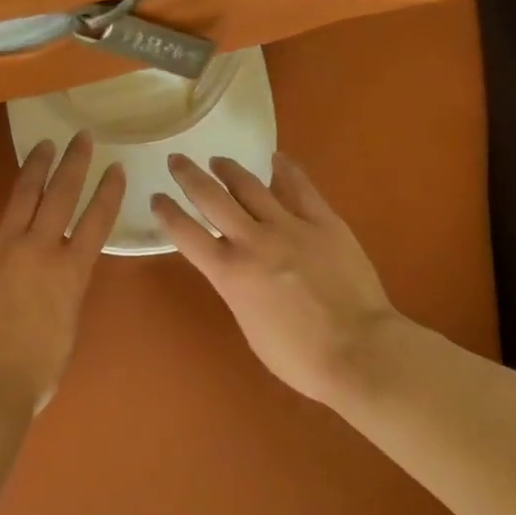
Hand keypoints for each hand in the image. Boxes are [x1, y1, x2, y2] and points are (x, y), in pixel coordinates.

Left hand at [0, 134, 125, 412]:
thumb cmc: (35, 370)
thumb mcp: (68, 326)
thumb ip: (66, 289)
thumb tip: (60, 270)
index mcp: (70, 270)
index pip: (97, 219)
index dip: (108, 191)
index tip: (115, 166)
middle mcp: (38, 247)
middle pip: (61, 194)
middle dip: (74, 162)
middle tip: (82, 137)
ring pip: (21, 195)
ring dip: (35, 166)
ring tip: (44, 144)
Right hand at [153, 153, 398, 402]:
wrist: (359, 350)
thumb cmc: (299, 356)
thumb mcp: (249, 325)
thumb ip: (237, 289)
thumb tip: (237, 269)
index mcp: (229, 273)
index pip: (186, 234)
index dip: (167, 212)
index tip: (156, 197)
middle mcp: (253, 241)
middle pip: (212, 198)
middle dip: (189, 177)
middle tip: (177, 161)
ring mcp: (290, 226)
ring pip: (251, 186)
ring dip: (230, 169)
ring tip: (218, 160)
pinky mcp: (324, 222)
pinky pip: (300, 188)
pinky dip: (285, 170)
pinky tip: (276, 158)